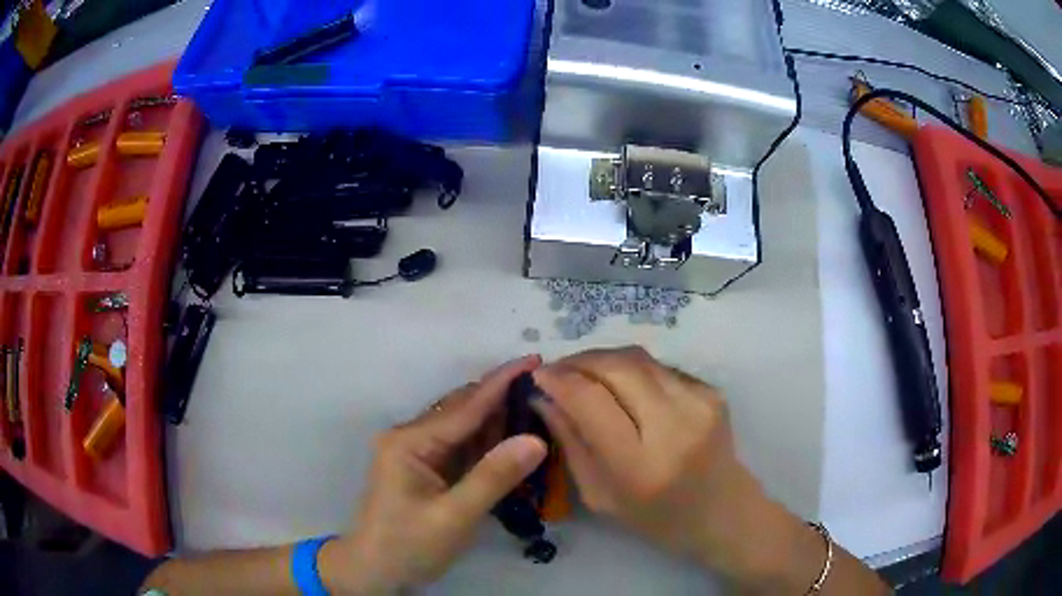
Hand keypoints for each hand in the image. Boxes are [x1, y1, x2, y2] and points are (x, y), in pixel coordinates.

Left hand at [321, 355, 548, 593]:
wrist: (374, 572)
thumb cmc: (408, 546)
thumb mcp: (454, 516)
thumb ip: (493, 477)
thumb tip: (536, 439)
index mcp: (410, 441)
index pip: (465, 406)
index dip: (502, 382)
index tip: (536, 359)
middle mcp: (411, 437)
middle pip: (463, 410)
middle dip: (503, 398)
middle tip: (547, 390)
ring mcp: (417, 452)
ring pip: (464, 427)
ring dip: (498, 420)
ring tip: (537, 409)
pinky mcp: (425, 468)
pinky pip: (461, 447)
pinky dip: (487, 442)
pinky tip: (512, 440)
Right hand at [531, 347, 802, 581]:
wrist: (724, 512)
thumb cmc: (657, 519)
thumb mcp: (601, 496)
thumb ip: (570, 443)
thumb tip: (543, 398)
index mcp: (640, 465)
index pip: (590, 401)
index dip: (559, 379)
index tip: (537, 375)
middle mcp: (674, 425)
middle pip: (617, 366)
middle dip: (579, 360)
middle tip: (557, 370)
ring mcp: (699, 402)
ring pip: (639, 358)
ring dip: (603, 359)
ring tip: (583, 373)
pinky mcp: (712, 391)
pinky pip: (660, 367)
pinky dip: (632, 370)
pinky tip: (622, 387)